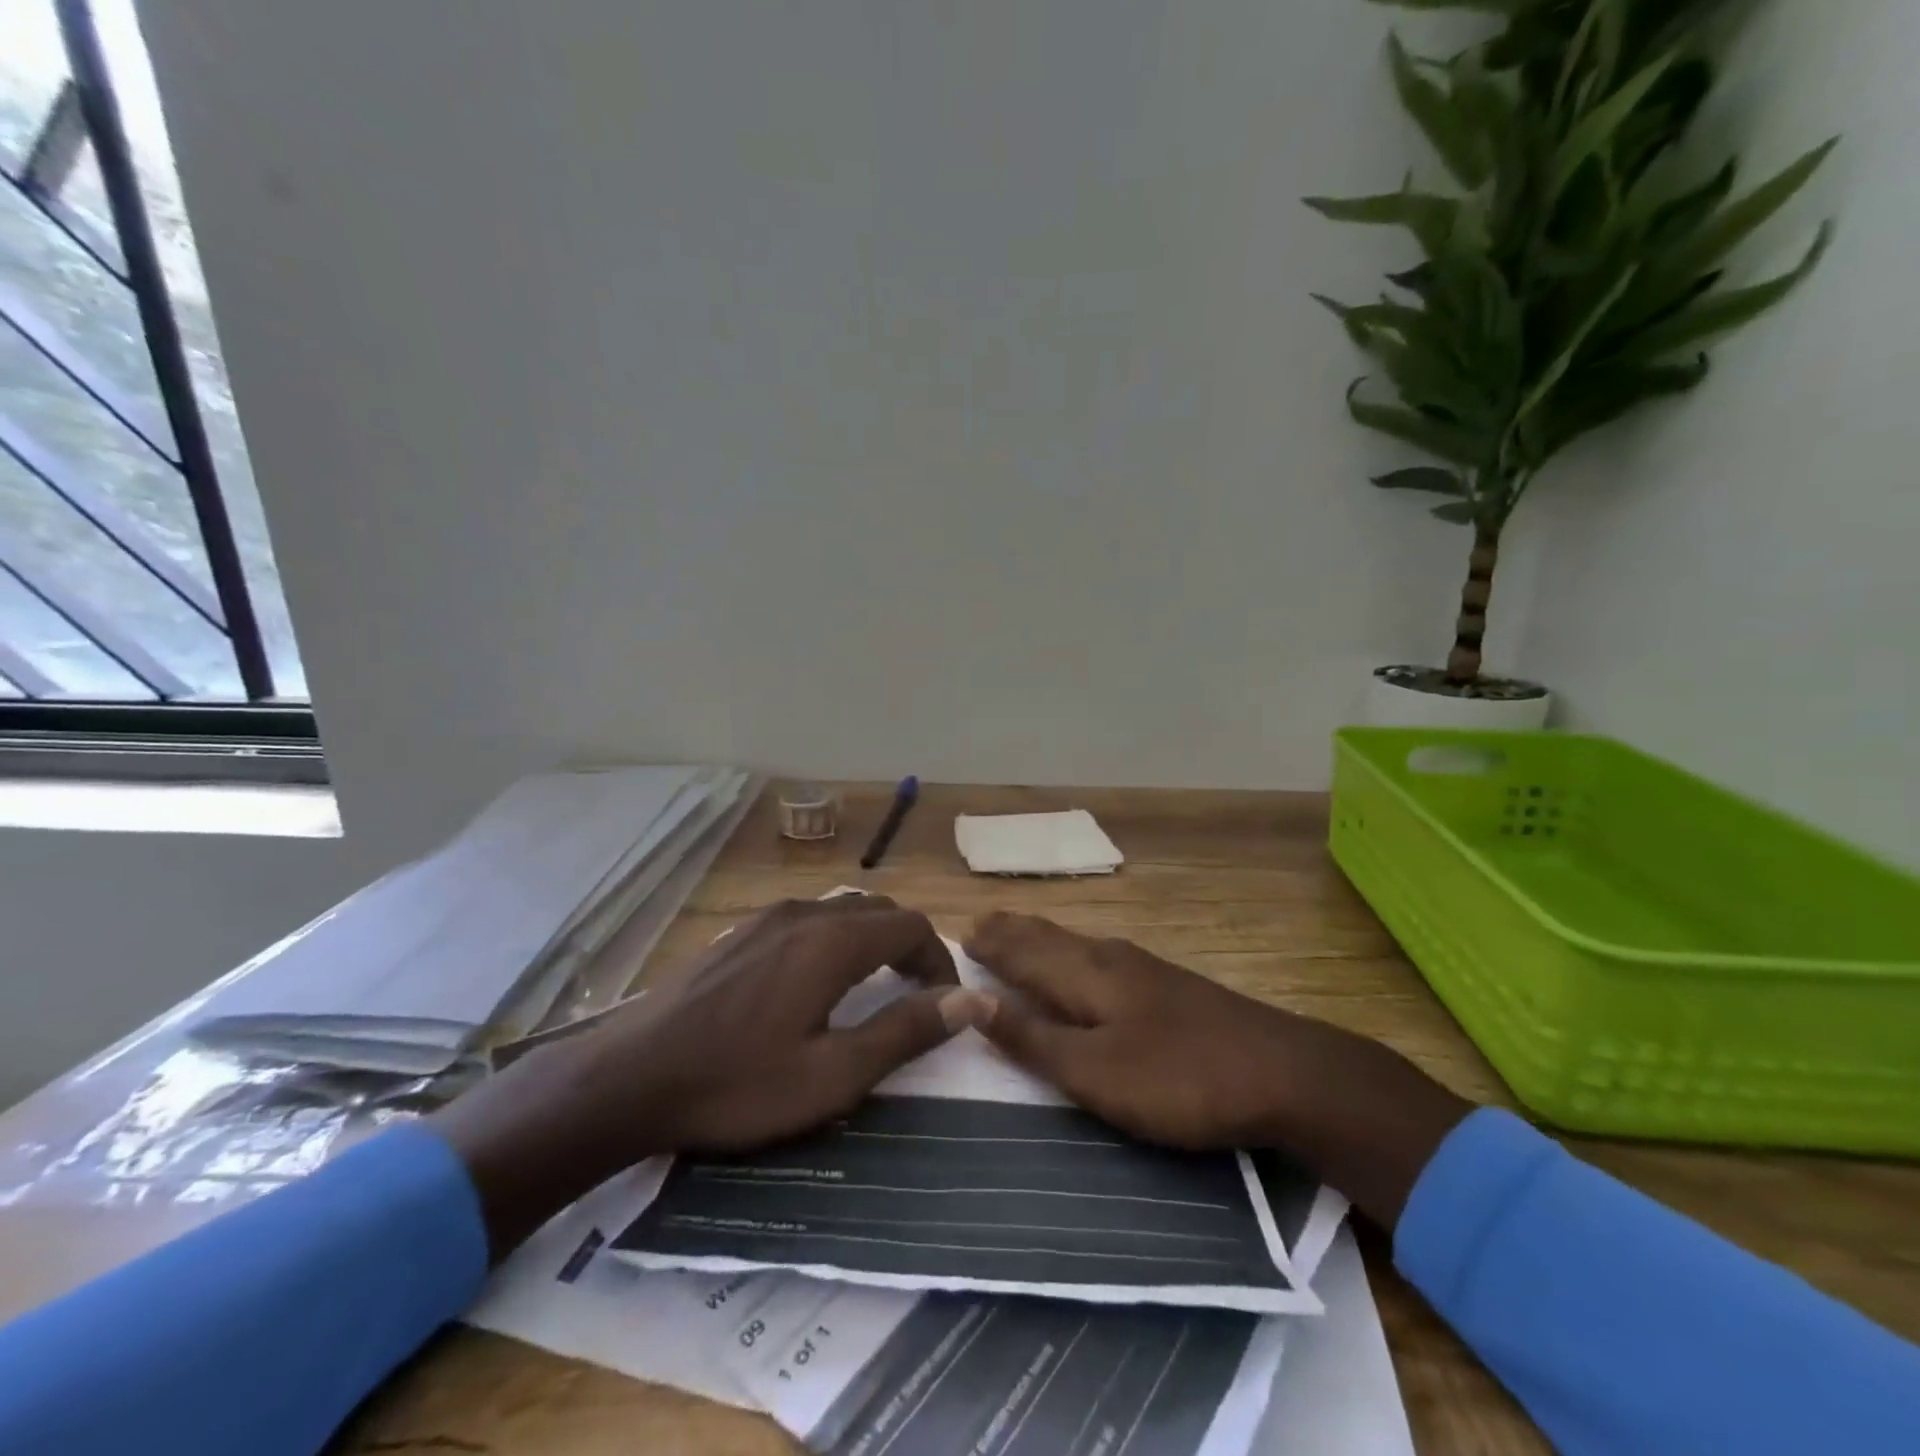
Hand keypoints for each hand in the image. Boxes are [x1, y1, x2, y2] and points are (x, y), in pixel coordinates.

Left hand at [434, 895, 992, 1256]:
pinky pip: (808, 920)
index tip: (946, 1004)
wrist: (626, 1077)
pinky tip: (816, 984)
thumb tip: (971, 1001)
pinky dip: (836, 940)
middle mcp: (804, 914)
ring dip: (872, 942)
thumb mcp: (831, 1075)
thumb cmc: (736, 1084)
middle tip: (917, 997)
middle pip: (879, 912)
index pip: (911, 926)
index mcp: (832, 942)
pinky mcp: (739, 932)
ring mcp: (767, 918)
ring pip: (842, 912)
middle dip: (910, 947)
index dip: (940, 960)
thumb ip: (904, 1031)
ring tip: (874, 990)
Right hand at [964, 912, 1470, 1227]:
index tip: (956, 934)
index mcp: (1086, 974)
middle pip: (1049, 937)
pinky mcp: (1168, 984)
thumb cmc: (1179, 1077)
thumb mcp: (1096, 1073)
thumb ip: (1034, 1039)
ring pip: (1076, 942)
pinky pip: (1098, 954)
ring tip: (1019, 934)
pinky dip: (1070, 950)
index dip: (990, 944)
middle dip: (1012, 931)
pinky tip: (1083, 960)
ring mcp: (1144, 968)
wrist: (1284, 1072)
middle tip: (980, 923)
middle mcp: (1110, 958)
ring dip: (1040, 937)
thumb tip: (971, 1000)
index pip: (1023, 951)